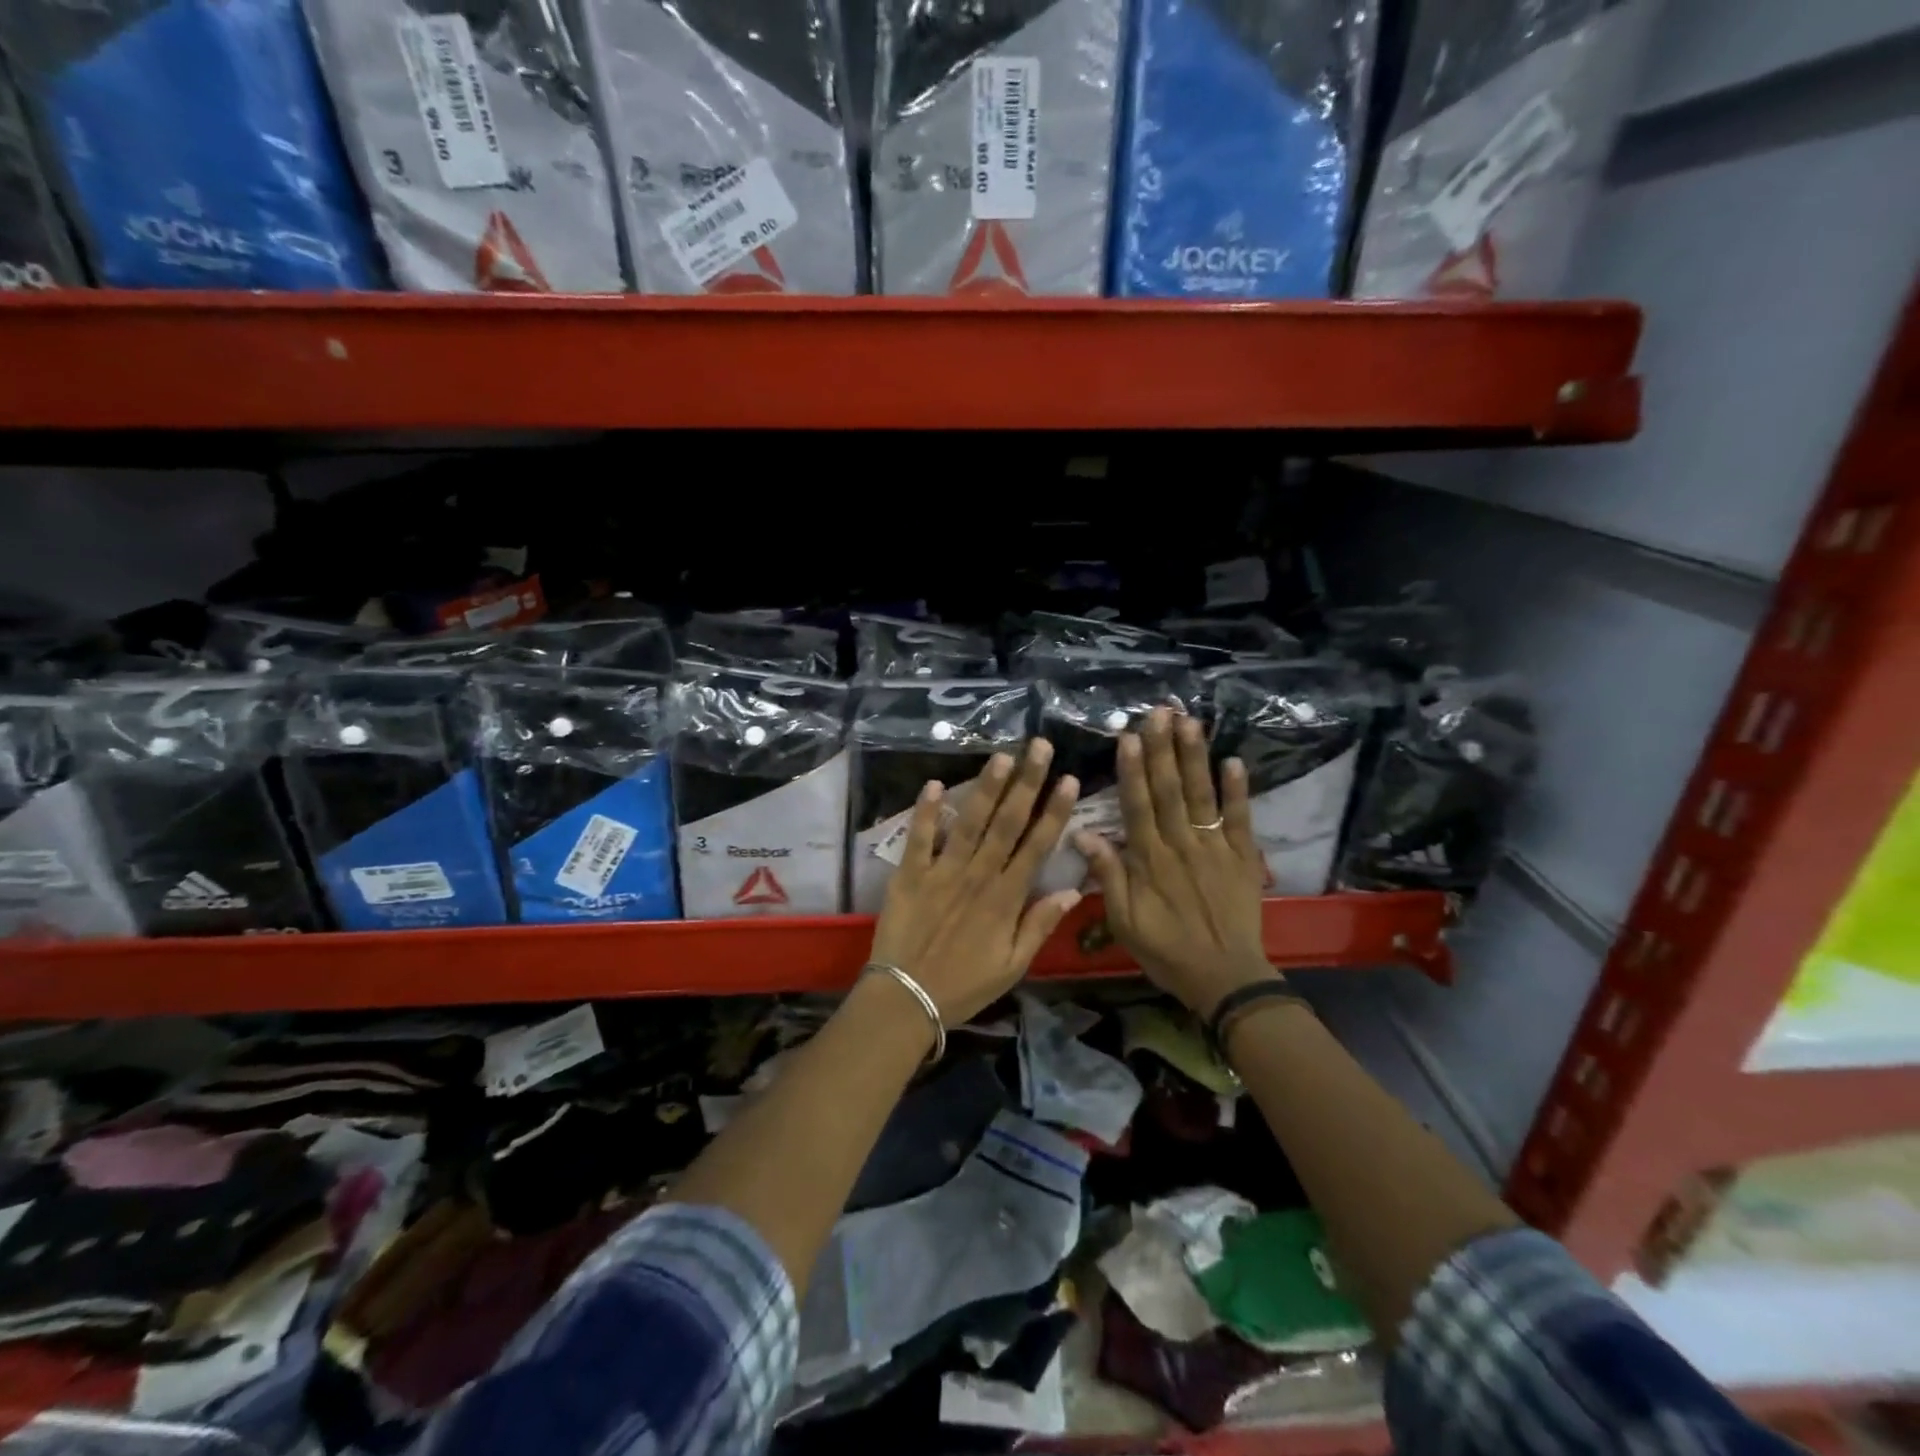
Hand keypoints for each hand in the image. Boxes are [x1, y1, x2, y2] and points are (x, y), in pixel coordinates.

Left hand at [869, 739, 1082, 1024]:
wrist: (906, 999)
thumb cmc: (964, 985)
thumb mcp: (1013, 965)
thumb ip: (1040, 925)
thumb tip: (1073, 890)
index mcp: (1006, 898)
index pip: (1036, 846)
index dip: (1054, 811)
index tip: (1068, 779)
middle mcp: (978, 876)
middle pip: (1007, 823)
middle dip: (1026, 783)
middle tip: (1040, 747)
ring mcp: (942, 872)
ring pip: (969, 822)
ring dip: (986, 788)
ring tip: (1002, 756)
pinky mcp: (910, 874)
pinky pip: (919, 837)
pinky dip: (926, 811)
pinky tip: (933, 783)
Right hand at [1075, 707, 1277, 1017]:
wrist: (1225, 978)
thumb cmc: (1166, 950)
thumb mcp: (1123, 922)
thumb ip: (1108, 876)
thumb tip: (1082, 835)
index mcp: (1149, 860)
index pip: (1138, 805)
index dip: (1133, 770)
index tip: (1128, 737)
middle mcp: (1181, 845)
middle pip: (1170, 790)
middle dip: (1163, 750)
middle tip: (1159, 713)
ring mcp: (1215, 848)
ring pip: (1202, 796)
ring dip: (1195, 757)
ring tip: (1190, 723)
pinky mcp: (1243, 857)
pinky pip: (1241, 819)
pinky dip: (1238, 791)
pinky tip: (1234, 761)